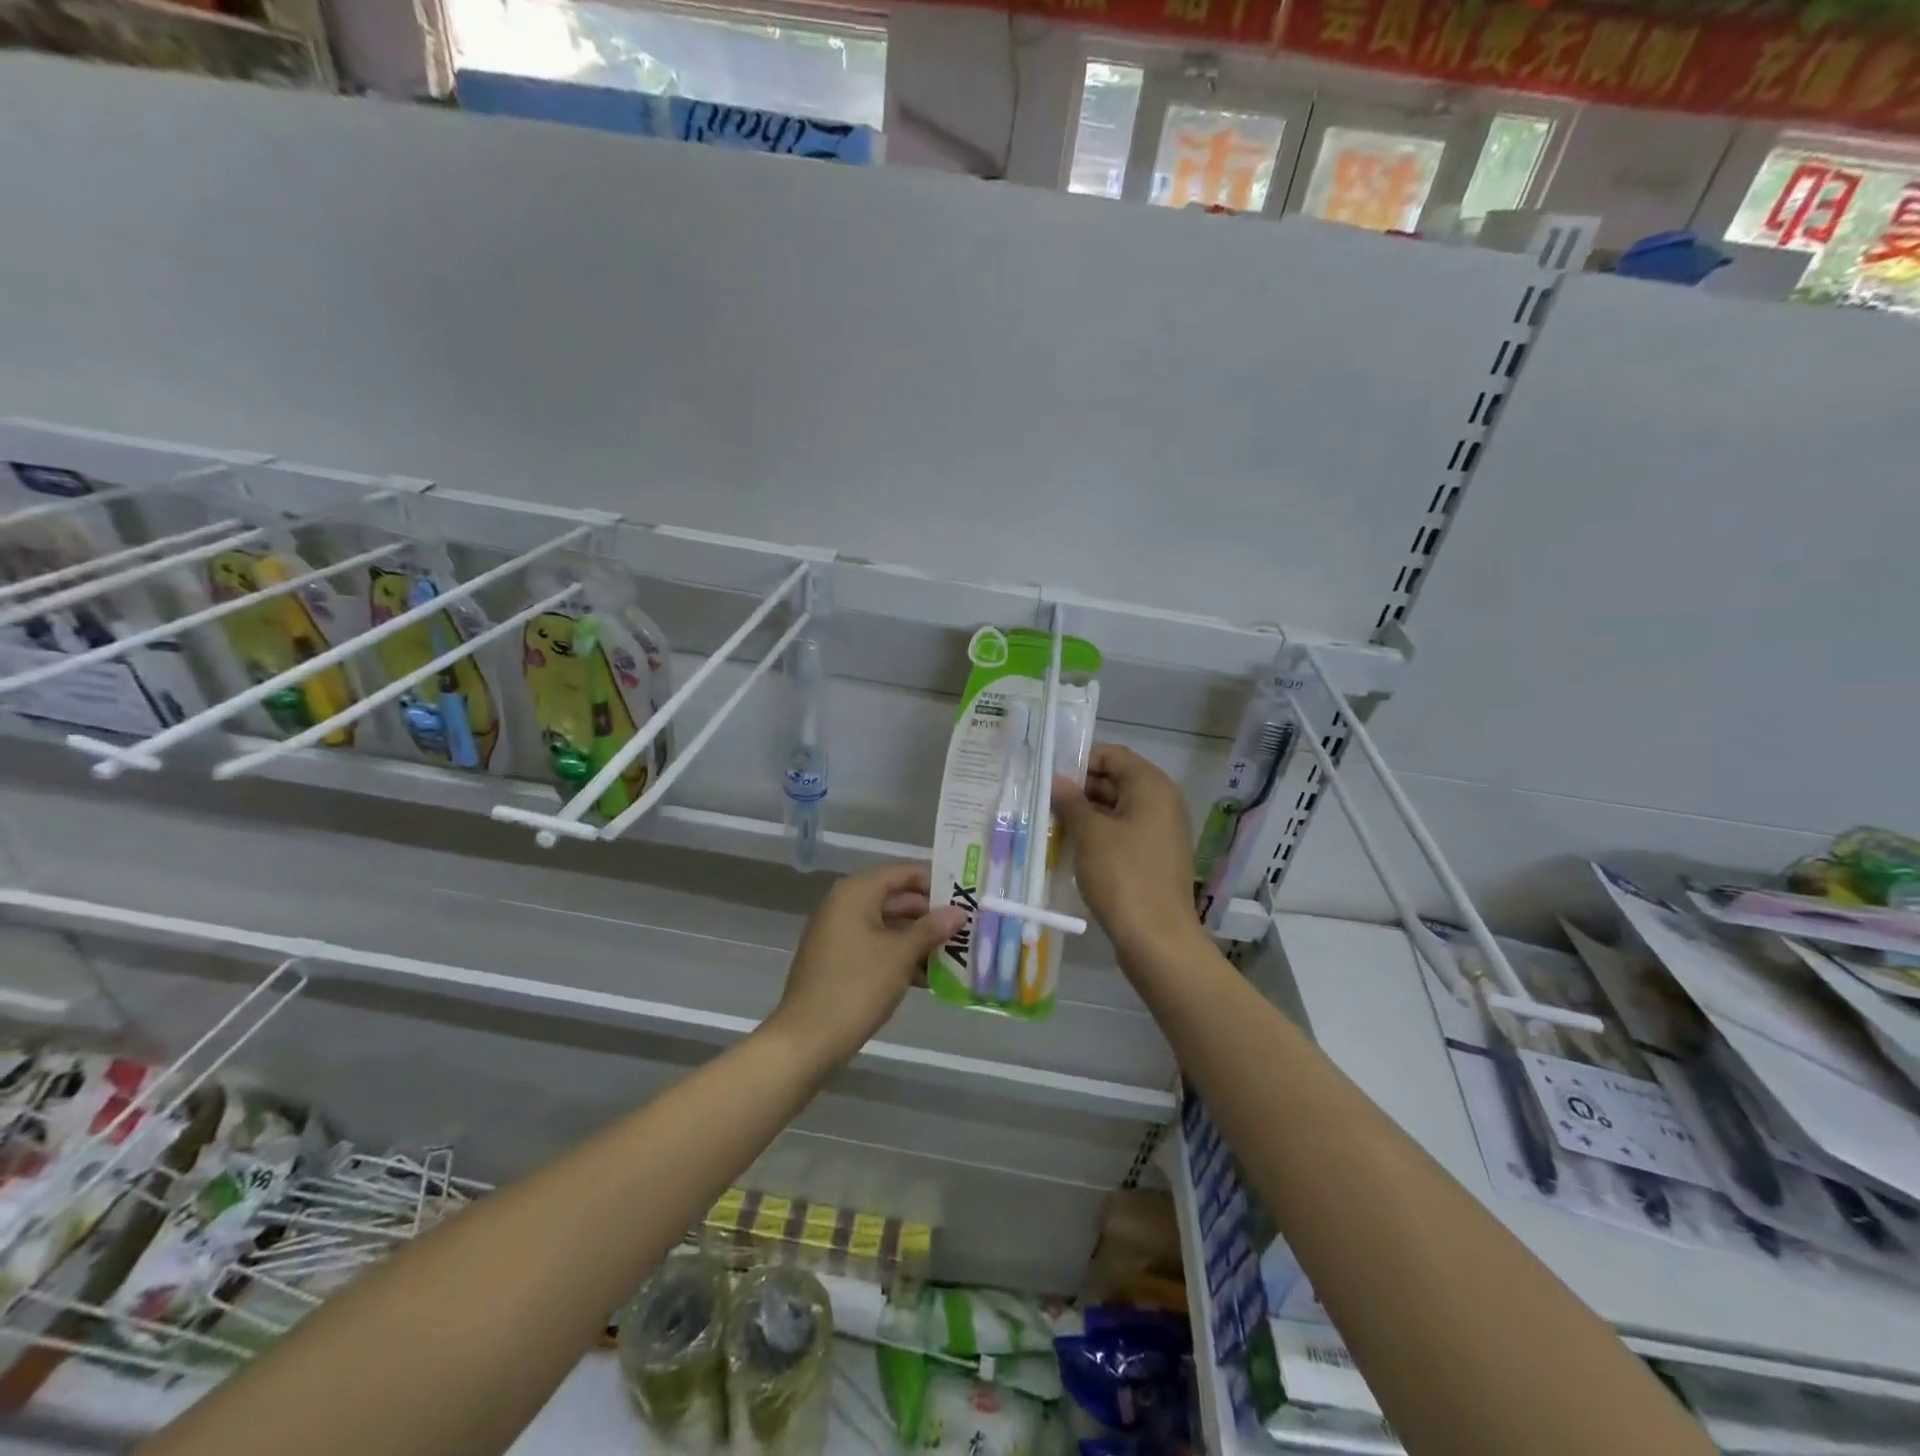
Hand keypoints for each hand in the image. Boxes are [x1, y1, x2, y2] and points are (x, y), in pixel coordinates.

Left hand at [768, 865, 964, 1068]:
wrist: (807, 1039)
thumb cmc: (858, 985)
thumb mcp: (901, 954)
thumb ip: (932, 929)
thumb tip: (959, 912)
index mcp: (856, 892)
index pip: (903, 873)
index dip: (934, 883)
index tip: (963, 900)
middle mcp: (844, 905)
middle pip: (895, 899)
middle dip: (929, 916)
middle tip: (964, 931)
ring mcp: (838, 934)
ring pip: (887, 927)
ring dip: (917, 941)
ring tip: (953, 957)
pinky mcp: (837, 961)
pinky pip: (874, 947)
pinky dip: (898, 957)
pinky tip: (926, 978)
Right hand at [1053, 744, 1203, 961]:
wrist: (1157, 939)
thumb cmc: (1123, 876)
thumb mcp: (1090, 834)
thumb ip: (1071, 801)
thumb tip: (1057, 780)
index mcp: (1152, 786)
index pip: (1113, 755)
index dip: (1080, 760)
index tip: (1048, 775)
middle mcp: (1162, 802)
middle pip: (1116, 780)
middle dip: (1079, 789)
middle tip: (1042, 800)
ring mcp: (1161, 832)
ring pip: (1117, 809)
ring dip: (1085, 814)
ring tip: (1049, 823)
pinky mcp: (1154, 857)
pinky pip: (1123, 833)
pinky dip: (1099, 835)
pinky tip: (1070, 847)